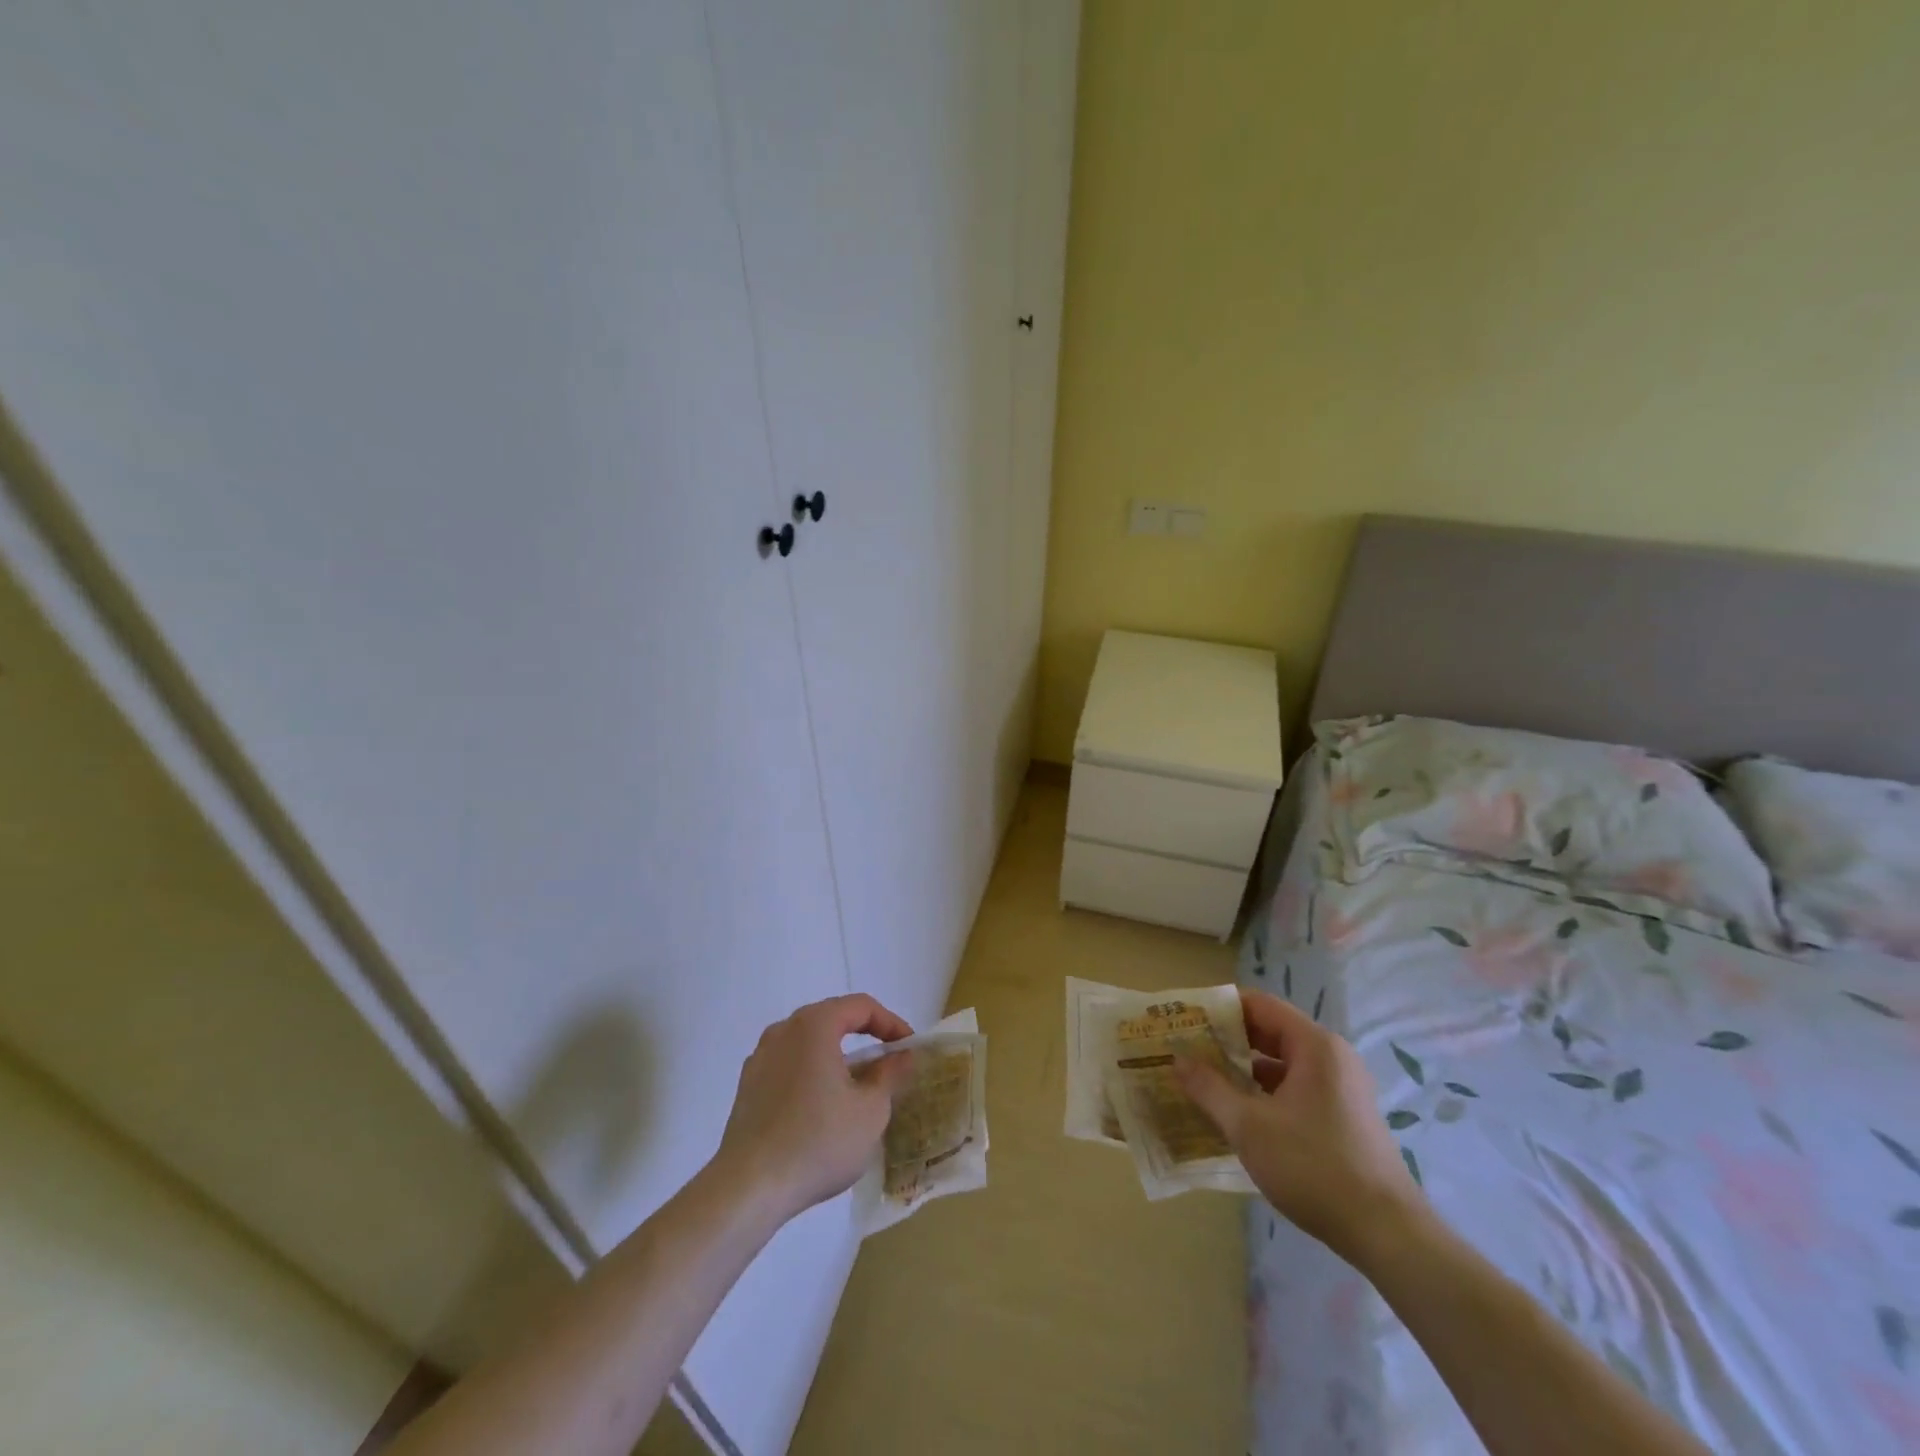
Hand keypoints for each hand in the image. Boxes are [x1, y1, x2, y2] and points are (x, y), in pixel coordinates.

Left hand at [711, 994, 915, 1224]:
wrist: (749, 1188)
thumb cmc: (818, 1142)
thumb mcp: (871, 1111)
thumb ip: (890, 1075)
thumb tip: (902, 1057)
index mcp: (814, 1025)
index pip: (861, 1006)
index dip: (891, 1023)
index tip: (908, 1049)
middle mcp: (784, 1031)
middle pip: (832, 1019)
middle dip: (864, 1037)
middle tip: (887, 1063)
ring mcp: (760, 1058)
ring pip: (809, 1044)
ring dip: (837, 1057)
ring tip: (857, 1087)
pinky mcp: (748, 1086)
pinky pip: (789, 1066)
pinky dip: (812, 1074)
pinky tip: (821, 1108)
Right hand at [1178, 989, 1423, 1267]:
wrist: (1388, 1235)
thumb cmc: (1314, 1167)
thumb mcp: (1249, 1127)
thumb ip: (1209, 1089)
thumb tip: (1177, 1060)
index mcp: (1314, 1046)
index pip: (1259, 1005)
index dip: (1219, 1008)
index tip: (1186, 1020)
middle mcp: (1331, 1057)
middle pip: (1271, 1031)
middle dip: (1228, 1039)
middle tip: (1187, 1049)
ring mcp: (1341, 1087)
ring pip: (1282, 1062)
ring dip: (1244, 1069)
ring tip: (1204, 1080)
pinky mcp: (1344, 1116)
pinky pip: (1296, 1087)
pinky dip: (1265, 1092)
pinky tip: (1238, 1112)